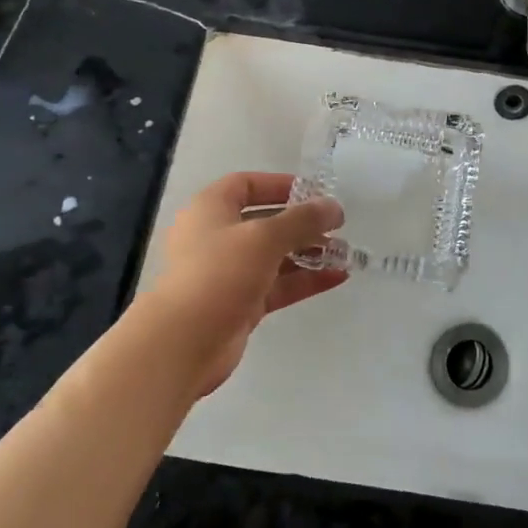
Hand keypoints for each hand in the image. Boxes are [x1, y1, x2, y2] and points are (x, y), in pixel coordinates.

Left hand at [135, 172, 346, 398]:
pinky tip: (336, 277)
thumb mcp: (265, 237)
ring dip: (308, 253)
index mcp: (210, 209)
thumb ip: (303, 219)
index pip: (247, 184)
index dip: (280, 185)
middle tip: (337, 226)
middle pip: (264, 221)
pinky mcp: (240, 304)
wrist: (183, 343)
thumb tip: (334, 207)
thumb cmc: (219, 273)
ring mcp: (228, 273)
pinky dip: (304, 280)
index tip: (314, 192)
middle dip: (302, 223)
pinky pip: (277, 285)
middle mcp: (217, 237)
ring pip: (274, 256)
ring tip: (344, 253)